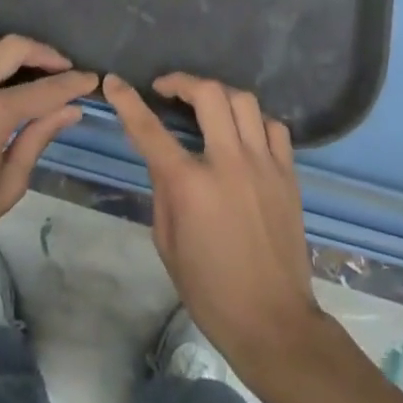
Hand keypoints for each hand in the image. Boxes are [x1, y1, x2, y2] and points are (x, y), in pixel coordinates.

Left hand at [0, 31, 97, 287]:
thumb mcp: (7, 186)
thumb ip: (38, 139)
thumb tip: (70, 110)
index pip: (44, 90)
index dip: (73, 83)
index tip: (90, 79)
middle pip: (13, 47)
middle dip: (44, 52)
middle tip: (59, 67)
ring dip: (0, 48)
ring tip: (10, 67)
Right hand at [104, 72, 326, 376]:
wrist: (272, 321)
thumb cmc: (210, 291)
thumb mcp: (167, 244)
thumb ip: (163, 192)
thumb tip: (165, 160)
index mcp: (190, 185)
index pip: (150, 130)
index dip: (127, 101)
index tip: (114, 81)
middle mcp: (227, 163)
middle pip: (208, 94)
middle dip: (182, 82)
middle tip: (167, 89)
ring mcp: (263, 164)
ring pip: (244, 100)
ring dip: (219, 94)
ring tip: (206, 105)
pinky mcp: (288, 173)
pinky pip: (273, 127)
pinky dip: (255, 121)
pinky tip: (244, 132)